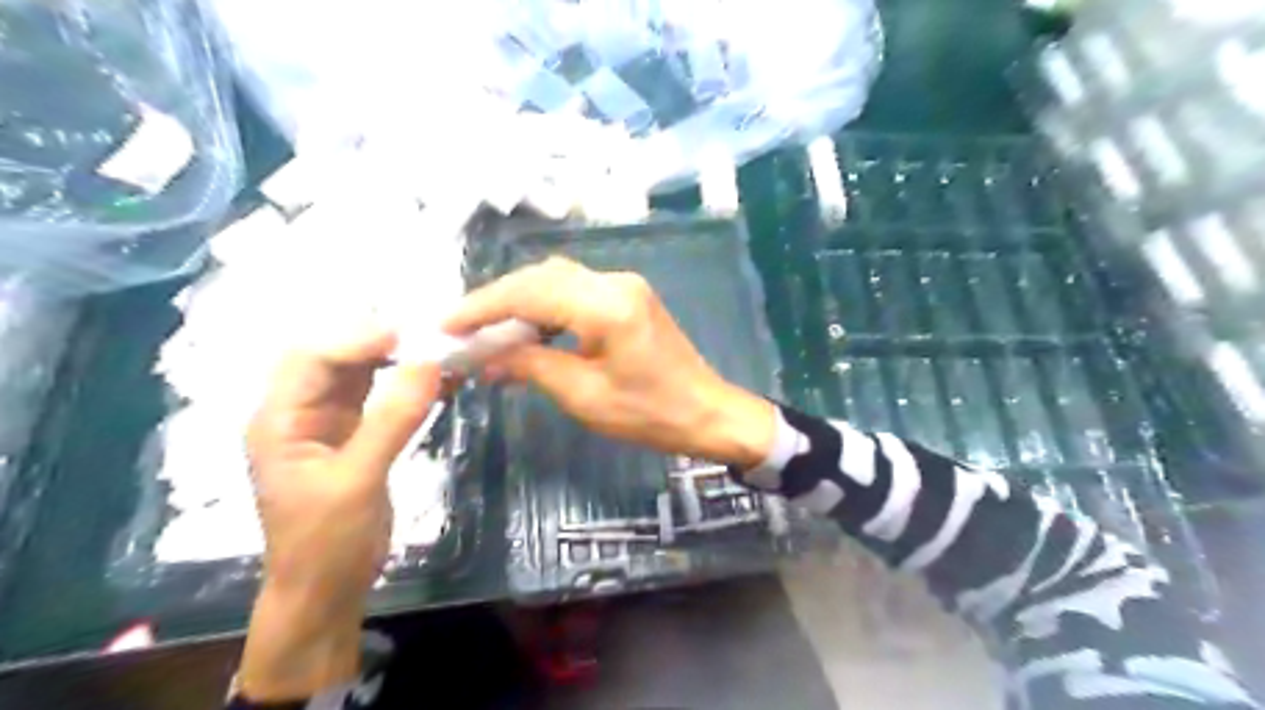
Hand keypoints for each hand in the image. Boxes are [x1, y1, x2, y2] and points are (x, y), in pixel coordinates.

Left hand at [242, 331, 441, 702]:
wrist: (327, 592)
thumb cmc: (327, 542)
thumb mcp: (358, 480)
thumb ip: (392, 420)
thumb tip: (430, 364)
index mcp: (280, 419)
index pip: (313, 358)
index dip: (358, 339)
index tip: (409, 333)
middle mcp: (300, 413)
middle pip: (336, 358)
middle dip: (379, 341)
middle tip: (428, 334)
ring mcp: (329, 425)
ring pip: (361, 375)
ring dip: (397, 360)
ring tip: (438, 348)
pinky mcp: (356, 437)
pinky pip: (382, 399)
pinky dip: (408, 386)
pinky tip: (439, 380)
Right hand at [443, 259, 782, 469]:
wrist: (707, 413)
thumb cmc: (649, 414)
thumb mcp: (585, 396)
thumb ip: (532, 366)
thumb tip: (485, 356)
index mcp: (607, 306)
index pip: (531, 293)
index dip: (483, 307)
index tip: (446, 324)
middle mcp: (615, 282)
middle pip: (541, 277)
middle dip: (496, 299)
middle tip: (461, 327)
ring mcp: (624, 285)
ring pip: (556, 278)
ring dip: (519, 299)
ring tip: (485, 328)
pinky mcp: (628, 296)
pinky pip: (575, 289)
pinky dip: (544, 304)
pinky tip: (526, 327)